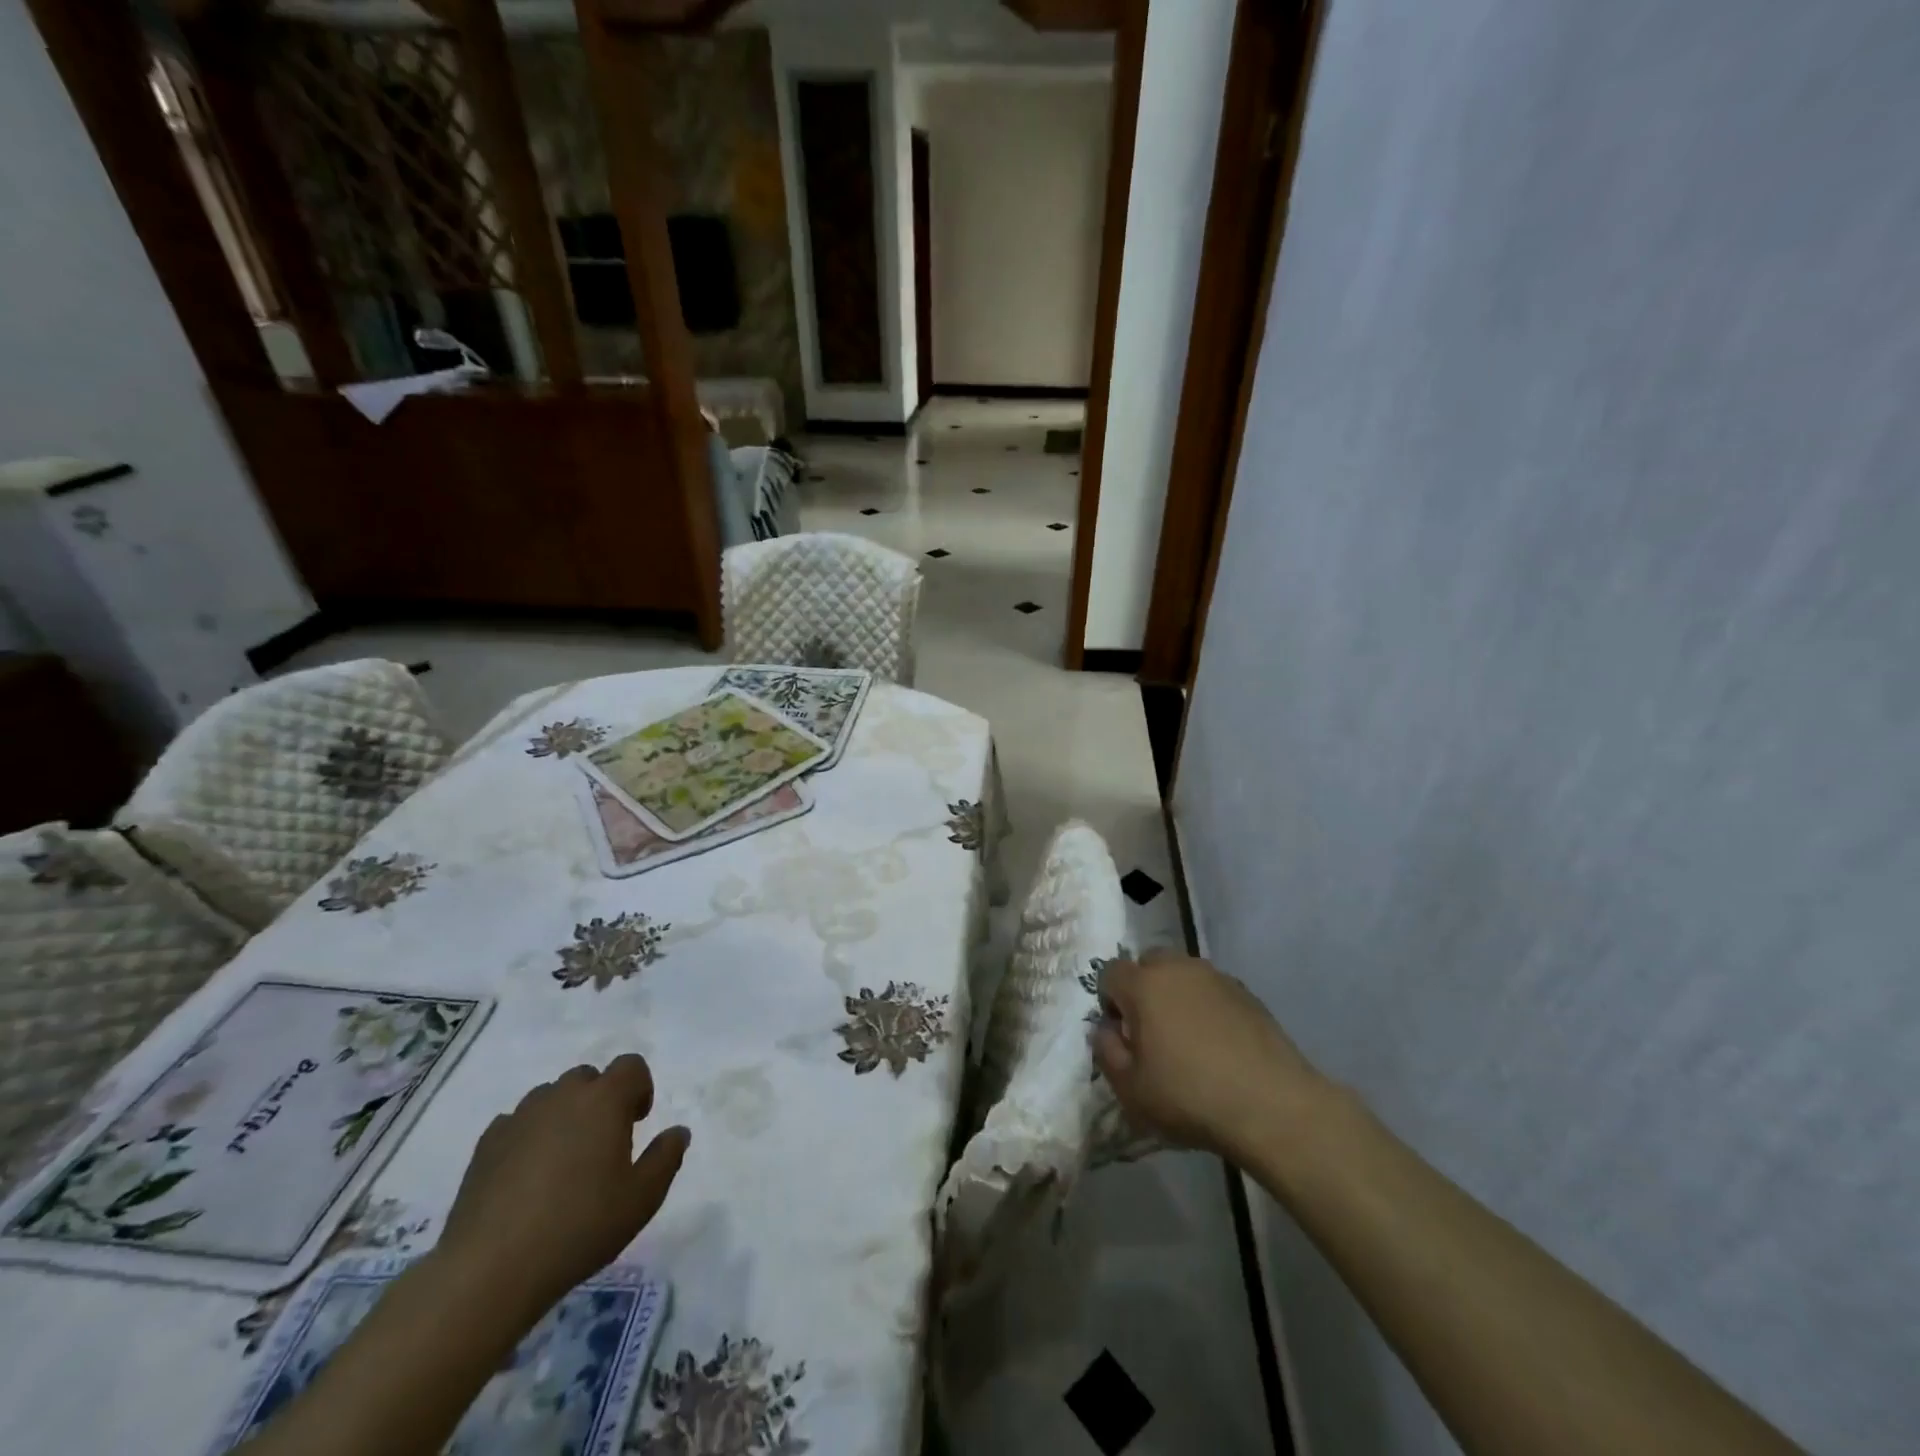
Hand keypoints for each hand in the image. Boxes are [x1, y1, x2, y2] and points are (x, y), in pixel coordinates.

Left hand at [436, 1055, 688, 1314]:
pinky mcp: (486, 1145)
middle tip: (602, 1144)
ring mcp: (519, 1117)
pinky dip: (528, 1137)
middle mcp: (562, 1096)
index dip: (640, 1087)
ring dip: (563, 1116)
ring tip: (562, 1162)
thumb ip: (666, 1157)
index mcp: (604, 1100)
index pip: (631, 1066)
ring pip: (550, 1098)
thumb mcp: (642, 1198)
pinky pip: (516, 1123)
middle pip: (587, 1077)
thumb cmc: (580, 1226)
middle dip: (600, 1100)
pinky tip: (526, 1177)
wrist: (490, 1269)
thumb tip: (678, 1132)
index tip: (637, 1122)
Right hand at [1092, 950, 1326, 1163]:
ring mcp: (1217, 978)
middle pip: (1149, 962)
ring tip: (1188, 1038)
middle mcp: (1178, 969)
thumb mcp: (1130, 1089)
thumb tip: (1107, 1030)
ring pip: (1183, 973)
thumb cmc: (1190, 1097)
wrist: (1272, 1106)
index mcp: (1144, 985)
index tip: (1123, 1035)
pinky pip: (1213, 990)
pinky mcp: (1248, 993)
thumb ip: (1106, 1052)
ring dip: (1176, 995)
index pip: (1110, 972)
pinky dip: (1207, 1007)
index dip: (1109, 1001)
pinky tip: (1219, 1045)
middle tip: (1152, 1031)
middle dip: (1143, 988)